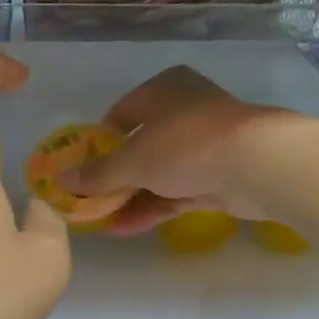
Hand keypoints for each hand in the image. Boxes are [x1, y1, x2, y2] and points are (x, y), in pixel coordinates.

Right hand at [65, 66, 299, 234]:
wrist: (257, 164)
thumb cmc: (186, 145)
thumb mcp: (132, 160)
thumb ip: (96, 174)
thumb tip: (61, 181)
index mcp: (162, 90)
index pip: (121, 113)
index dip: (98, 142)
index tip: (81, 169)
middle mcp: (183, 111)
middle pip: (139, 146)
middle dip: (113, 176)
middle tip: (88, 200)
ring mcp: (203, 146)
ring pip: (158, 173)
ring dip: (130, 197)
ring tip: (99, 221)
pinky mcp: (217, 177)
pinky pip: (176, 193)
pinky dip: (152, 208)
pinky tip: (124, 228)